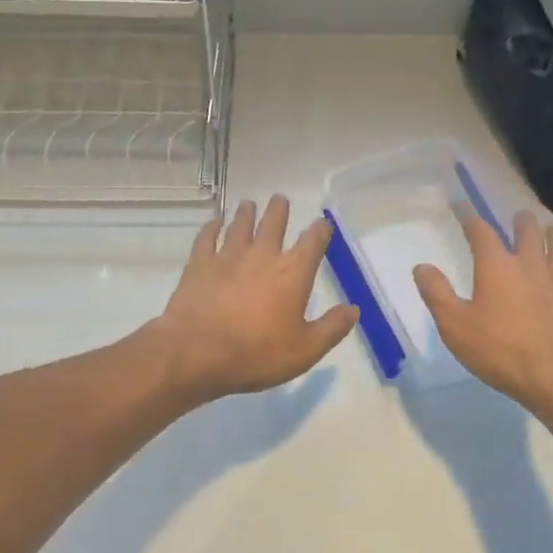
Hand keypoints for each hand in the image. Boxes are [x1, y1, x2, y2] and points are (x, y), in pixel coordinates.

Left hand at [149, 195, 359, 402]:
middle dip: (279, 209)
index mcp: (293, 272)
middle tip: (280, 199)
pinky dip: (211, 227)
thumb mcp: (305, 350)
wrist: (198, 351)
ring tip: (248, 204)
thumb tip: (354, 309)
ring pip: (240, 224)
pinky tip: (214, 223)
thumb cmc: (257, 353)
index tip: (323, 223)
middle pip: (273, 222)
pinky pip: (207, 237)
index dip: (321, 230)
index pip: (313, 241)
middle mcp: (262, 254)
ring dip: (246, 213)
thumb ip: (332, 328)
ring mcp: (228, 255)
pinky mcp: (200, 263)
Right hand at [412, 210, 552, 415]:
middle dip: (520, 221)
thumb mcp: (455, 326)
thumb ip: (436, 293)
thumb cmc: (501, 352)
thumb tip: (422, 266)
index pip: (480, 231)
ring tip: (552, 227)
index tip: (461, 206)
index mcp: (497, 266)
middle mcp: (531, 263)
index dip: (469, 216)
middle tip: (517, 217)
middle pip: (527, 230)